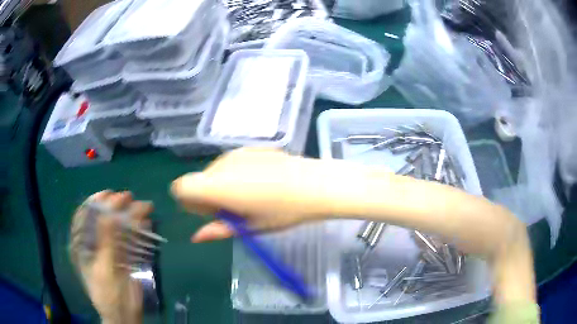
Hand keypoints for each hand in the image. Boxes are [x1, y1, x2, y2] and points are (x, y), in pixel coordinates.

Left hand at [70, 191, 151, 323]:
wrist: (124, 315)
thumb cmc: (108, 294)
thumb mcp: (104, 267)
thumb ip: (106, 240)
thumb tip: (110, 211)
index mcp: (82, 245)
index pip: (83, 216)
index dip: (95, 202)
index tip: (108, 194)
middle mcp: (94, 243)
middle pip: (102, 219)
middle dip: (115, 207)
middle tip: (129, 197)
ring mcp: (109, 249)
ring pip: (118, 228)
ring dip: (130, 217)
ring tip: (144, 206)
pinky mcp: (123, 256)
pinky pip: (129, 240)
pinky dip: (138, 231)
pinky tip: (146, 223)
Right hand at [171, 148, 343, 242]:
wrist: (314, 184)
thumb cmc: (282, 212)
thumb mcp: (249, 227)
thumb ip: (218, 230)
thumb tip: (196, 237)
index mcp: (217, 186)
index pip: (182, 186)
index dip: (189, 201)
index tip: (209, 213)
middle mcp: (221, 165)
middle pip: (199, 180)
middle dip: (206, 196)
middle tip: (233, 211)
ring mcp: (236, 152)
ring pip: (214, 171)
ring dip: (220, 185)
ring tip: (248, 197)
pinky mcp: (250, 147)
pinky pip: (230, 163)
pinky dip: (233, 174)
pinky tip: (259, 182)